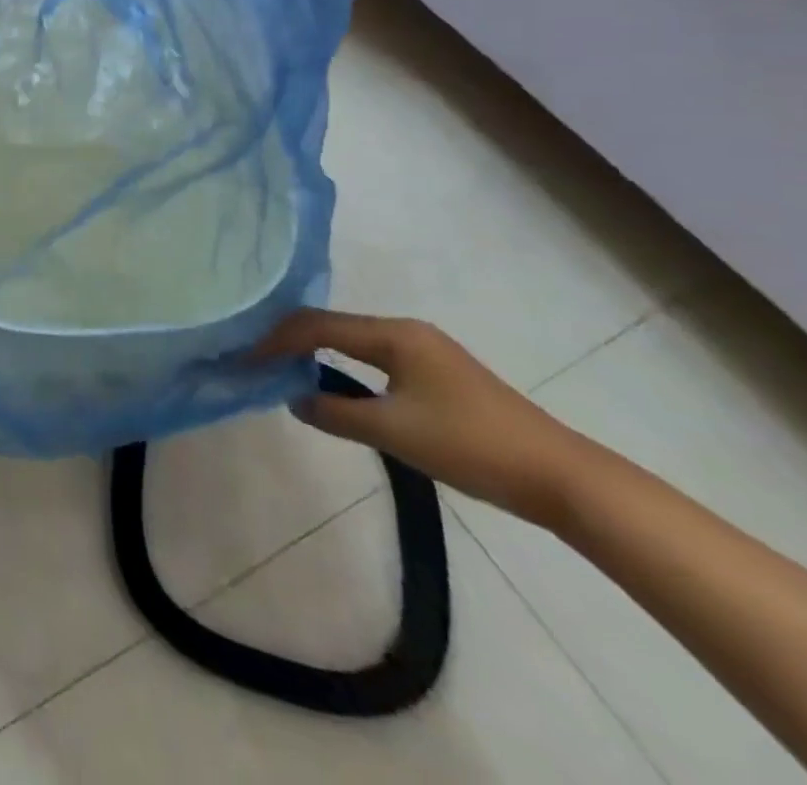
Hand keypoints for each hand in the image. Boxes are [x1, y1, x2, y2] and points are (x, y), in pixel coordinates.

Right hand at [259, 310, 592, 525]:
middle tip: (255, 359)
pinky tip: (330, 382)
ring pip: (352, 340)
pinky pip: (372, 356)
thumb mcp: (394, 432)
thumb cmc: (472, 447)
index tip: (243, 359)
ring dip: (315, 352)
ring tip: (282, 368)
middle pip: (332, 326)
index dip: (275, 341)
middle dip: (290, 340)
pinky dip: (341, 364)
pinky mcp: (438, 373)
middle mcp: (406, 330)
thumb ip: (335, 413)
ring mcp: (425, 350)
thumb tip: (293, 398)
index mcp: (394, 335)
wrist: (563, 479)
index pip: (317, 326)